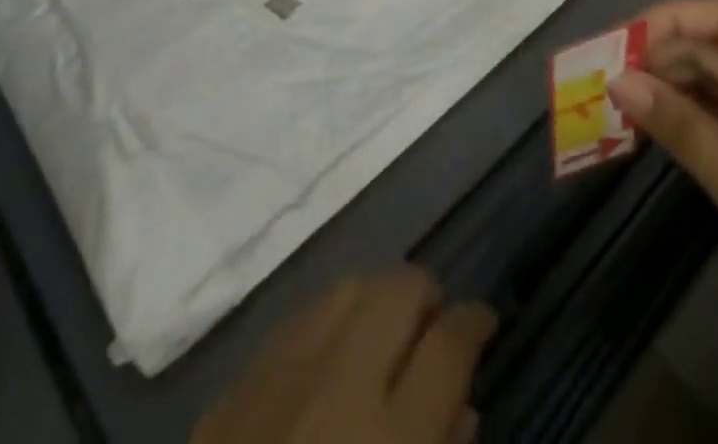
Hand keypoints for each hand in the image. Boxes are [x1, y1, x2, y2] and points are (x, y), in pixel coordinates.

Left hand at [193, 268, 493, 443]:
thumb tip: (461, 406)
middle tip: (433, 326)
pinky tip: (329, 356)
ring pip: (347, 288)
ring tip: (385, 332)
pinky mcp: (234, 388)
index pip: (449, 344)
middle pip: (399, 290)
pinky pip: (297, 322)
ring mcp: (280, 377)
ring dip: (377, 300)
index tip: (483, 320)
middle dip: (426, 296)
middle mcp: (339, 386)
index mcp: (393, 439)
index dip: (474, 322)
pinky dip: (326, 325)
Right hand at [607, 0, 717, 361]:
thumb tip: (618, 81)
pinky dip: (688, 117)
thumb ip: (685, 129)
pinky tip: (652, 127)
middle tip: (604, 76)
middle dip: (661, 53)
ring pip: (717, 81)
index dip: (670, 18)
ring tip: (617, 101)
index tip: (619, 43)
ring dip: (669, 85)